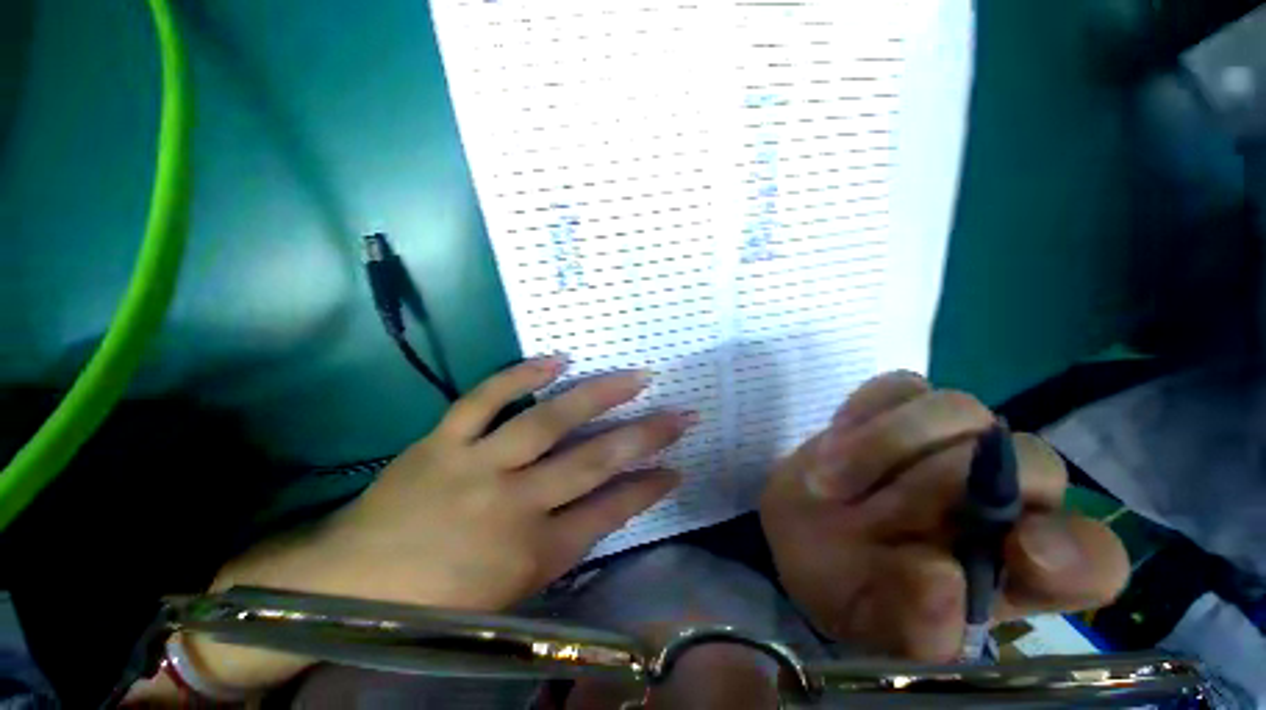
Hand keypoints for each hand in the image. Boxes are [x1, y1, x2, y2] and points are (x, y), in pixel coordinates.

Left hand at [186, 356, 692, 690]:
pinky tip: (557, 359)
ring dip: (597, 395)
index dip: (648, 486)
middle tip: (679, 413)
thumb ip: (568, 540)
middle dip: (645, 435)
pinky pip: (485, 399)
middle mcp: (513, 503)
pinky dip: (521, 374)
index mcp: (533, 551)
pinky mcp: (442, 441)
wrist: (350, 587)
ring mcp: (476, 465)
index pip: (610, 511)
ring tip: (635, 376)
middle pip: (592, 461)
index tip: (677, 466)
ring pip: (548, 421)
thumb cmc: (440, 600)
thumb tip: (614, 499)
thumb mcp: (517, 587)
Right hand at [759, 371, 1128, 661]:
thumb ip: (918, 628)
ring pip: (960, 410)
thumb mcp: (878, 633)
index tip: (1020, 553)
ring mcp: (950, 442)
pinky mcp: (898, 407)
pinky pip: (901, 385)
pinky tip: (838, 438)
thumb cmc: (849, 591)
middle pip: (1033, 463)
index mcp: (1017, 570)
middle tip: (868, 512)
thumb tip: (939, 575)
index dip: (1073, 552)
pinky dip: (864, 410)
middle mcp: (1003, 499)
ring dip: (883, 445)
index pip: (1093, 557)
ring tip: (833, 480)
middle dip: (941, 485)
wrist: (801, 537)